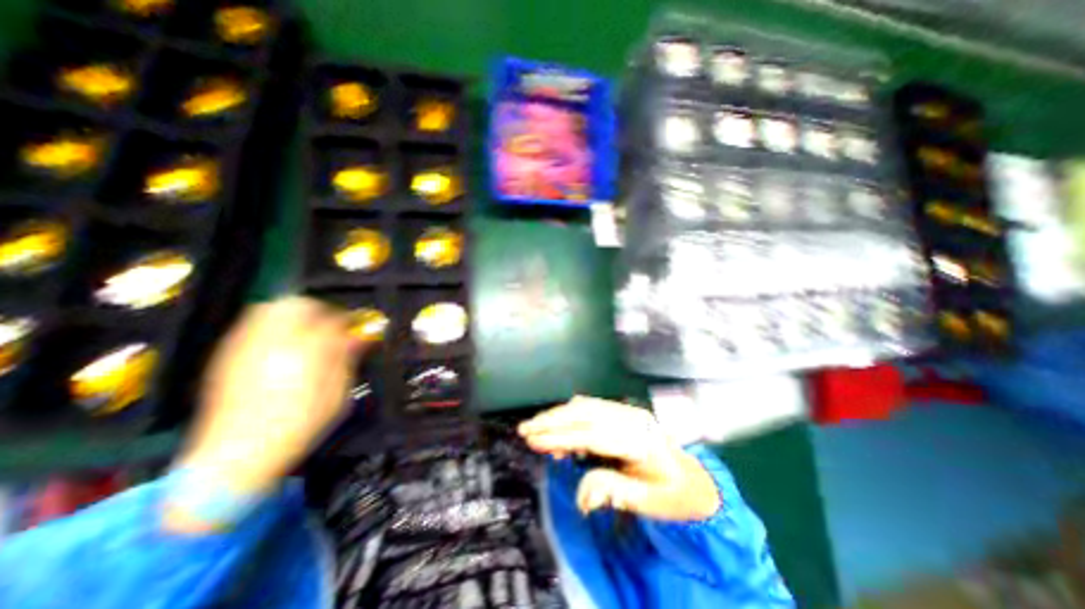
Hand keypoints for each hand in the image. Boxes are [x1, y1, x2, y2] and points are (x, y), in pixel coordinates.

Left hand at [176, 297, 360, 497]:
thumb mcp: (338, 394)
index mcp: (308, 353)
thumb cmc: (302, 424)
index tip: (357, 328)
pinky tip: (283, 345)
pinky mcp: (229, 355)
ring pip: (272, 309)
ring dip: (295, 313)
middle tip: (331, 325)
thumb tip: (359, 336)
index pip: (334, 320)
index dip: (350, 321)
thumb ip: (347, 360)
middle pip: (297, 304)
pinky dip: (274, 325)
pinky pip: (254, 325)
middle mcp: (274, 342)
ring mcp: (247, 346)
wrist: (239, 455)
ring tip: (307, 332)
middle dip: (319, 309)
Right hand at [515, 397, 718, 519]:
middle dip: (552, 420)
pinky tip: (559, 422)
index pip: (592, 434)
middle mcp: (632, 419)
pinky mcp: (623, 412)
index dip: (561, 437)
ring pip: (586, 405)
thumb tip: (581, 495)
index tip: (534, 441)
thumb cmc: (673, 495)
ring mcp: (628, 412)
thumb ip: (613, 491)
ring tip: (535, 427)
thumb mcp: (649, 503)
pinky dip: (571, 413)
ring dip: (558, 414)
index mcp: (640, 441)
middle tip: (525, 430)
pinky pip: (592, 406)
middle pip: (585, 413)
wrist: (695, 478)